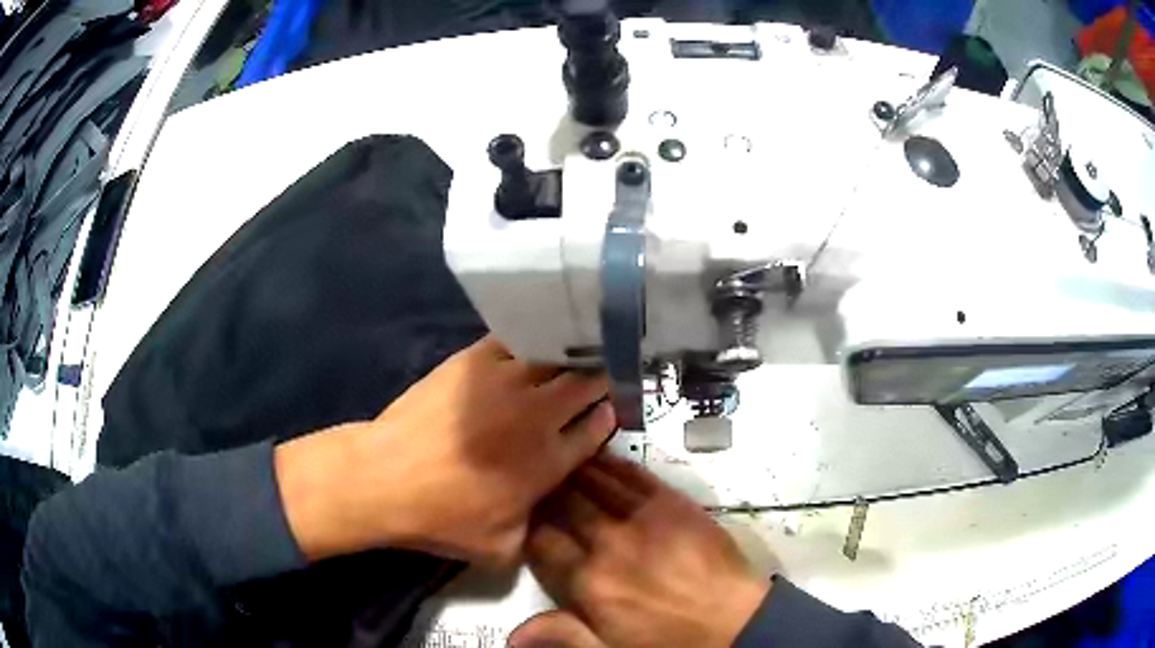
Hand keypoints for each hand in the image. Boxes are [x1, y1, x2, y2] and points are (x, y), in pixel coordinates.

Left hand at [274, 336, 614, 564]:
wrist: (385, 479)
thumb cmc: (442, 518)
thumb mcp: (501, 548)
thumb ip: (536, 530)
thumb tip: (548, 514)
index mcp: (549, 461)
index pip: (596, 429)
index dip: (608, 416)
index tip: (609, 410)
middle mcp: (537, 416)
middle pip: (587, 383)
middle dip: (601, 378)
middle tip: (600, 373)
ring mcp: (506, 382)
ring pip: (555, 355)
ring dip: (570, 354)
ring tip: (574, 349)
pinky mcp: (473, 361)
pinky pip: (514, 339)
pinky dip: (529, 339)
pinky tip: (531, 338)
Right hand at [510, 455, 768, 647]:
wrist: (735, 621)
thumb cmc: (669, 640)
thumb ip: (561, 635)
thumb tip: (510, 636)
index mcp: (589, 581)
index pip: (541, 541)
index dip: (526, 525)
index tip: (519, 516)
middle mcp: (609, 542)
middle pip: (564, 504)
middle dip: (544, 491)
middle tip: (532, 480)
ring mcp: (643, 517)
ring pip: (595, 482)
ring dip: (571, 470)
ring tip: (554, 458)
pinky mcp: (673, 502)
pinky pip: (634, 475)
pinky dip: (611, 463)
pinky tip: (596, 455)